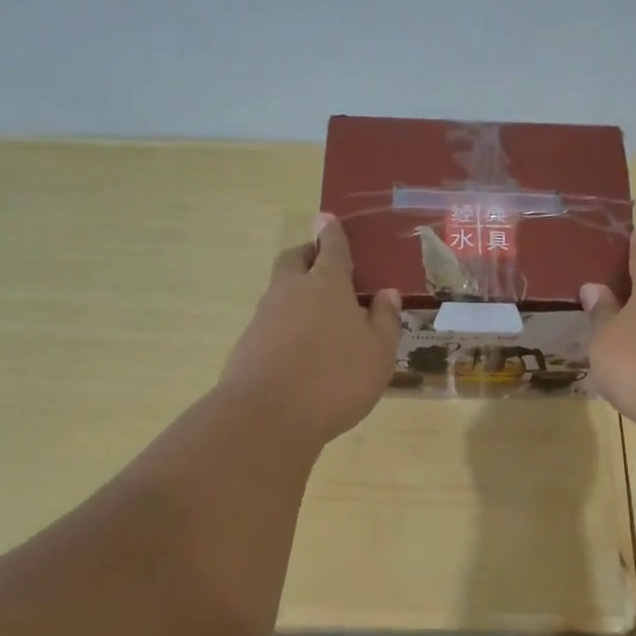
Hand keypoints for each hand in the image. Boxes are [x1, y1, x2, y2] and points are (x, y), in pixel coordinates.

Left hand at [220, 213, 402, 445]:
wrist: (267, 416)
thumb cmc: (336, 378)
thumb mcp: (378, 353)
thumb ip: (384, 320)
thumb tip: (386, 293)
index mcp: (327, 284)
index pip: (331, 248)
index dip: (332, 233)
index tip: (327, 219)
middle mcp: (291, 291)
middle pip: (295, 259)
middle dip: (308, 254)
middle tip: (323, 262)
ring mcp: (265, 316)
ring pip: (280, 289)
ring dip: (296, 290)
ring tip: (320, 313)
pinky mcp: (249, 344)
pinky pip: (271, 320)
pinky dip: (286, 322)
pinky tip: (301, 347)